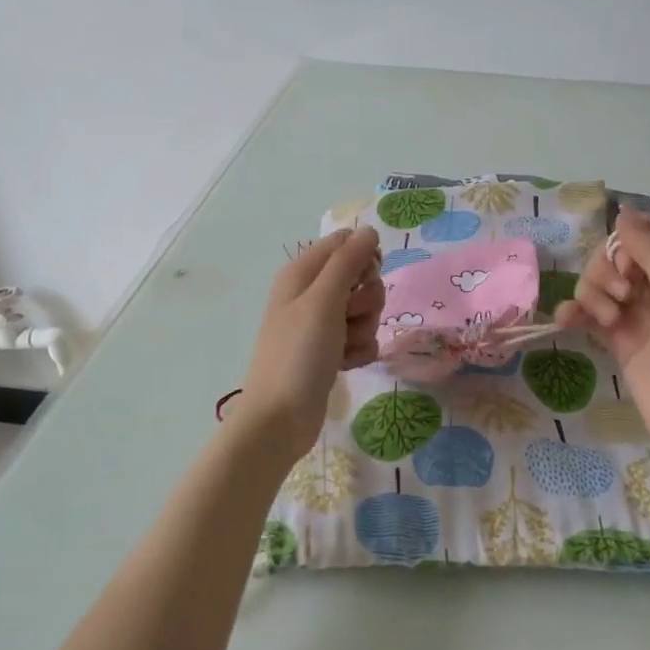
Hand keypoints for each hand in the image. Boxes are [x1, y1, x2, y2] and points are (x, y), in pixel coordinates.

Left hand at [237, 227, 385, 460]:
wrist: (280, 418)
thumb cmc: (299, 353)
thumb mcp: (324, 300)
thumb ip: (348, 261)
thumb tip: (369, 230)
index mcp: (302, 273)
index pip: (346, 243)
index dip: (363, 258)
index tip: (365, 278)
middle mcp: (312, 294)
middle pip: (361, 278)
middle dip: (366, 300)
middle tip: (349, 318)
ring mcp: (321, 325)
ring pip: (365, 311)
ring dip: (364, 329)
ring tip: (344, 348)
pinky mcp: (331, 352)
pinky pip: (362, 339)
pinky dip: (360, 352)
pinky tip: (346, 365)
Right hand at [554, 208, 649, 459]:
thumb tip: (623, 211)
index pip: (637, 235)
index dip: (623, 248)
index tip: (631, 275)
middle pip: (611, 257)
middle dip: (605, 273)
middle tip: (621, 302)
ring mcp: (634, 312)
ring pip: (595, 282)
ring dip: (592, 295)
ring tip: (608, 323)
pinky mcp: (615, 339)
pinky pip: (585, 312)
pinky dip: (574, 312)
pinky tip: (568, 322)